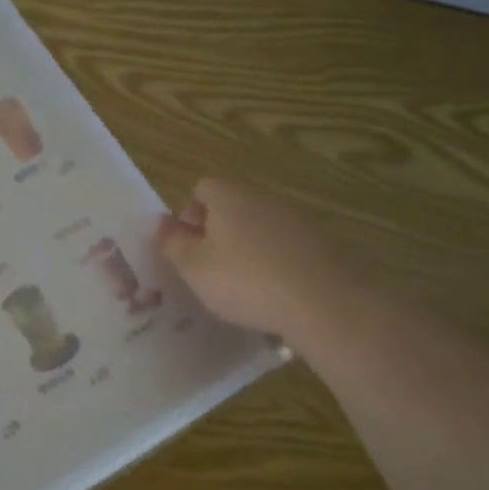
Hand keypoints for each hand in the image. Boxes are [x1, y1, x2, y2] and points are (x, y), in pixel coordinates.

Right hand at [155, 176, 363, 340]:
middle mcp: (263, 197)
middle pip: (232, 205)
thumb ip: (173, 243)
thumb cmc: (246, 280)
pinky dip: (275, 264)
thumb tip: (162, 223)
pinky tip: (273, 294)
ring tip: (241, 287)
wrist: (326, 301)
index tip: (188, 247)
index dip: (189, 214)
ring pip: (259, 227)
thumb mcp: (194, 268)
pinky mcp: (322, 242)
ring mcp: (297, 218)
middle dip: (217, 233)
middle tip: (209, 269)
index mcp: (229, 195)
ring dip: (246, 249)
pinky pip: (285, 247)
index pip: (202, 187)